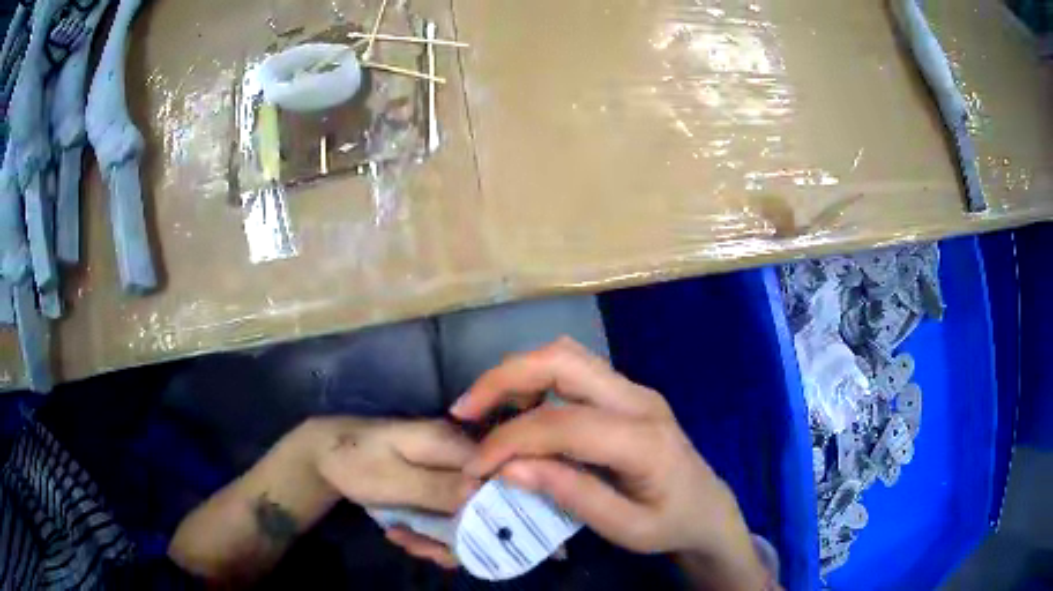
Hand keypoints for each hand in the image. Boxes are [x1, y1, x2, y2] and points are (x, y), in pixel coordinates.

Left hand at [305, 418, 480, 567]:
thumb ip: (437, 488)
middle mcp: (459, 457)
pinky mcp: (438, 486)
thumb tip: (484, 494)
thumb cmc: (354, 461)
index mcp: (451, 444)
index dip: (493, 511)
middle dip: (461, 534)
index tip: (468, 541)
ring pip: (467, 513)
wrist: (325, 453)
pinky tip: (405, 536)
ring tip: (408, 543)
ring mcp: (449, 473)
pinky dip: (432, 533)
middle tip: (426, 549)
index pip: (496, 476)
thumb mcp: (391, 479)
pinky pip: (449, 515)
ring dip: (443, 539)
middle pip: (484, 501)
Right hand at [451, 338, 769, 589]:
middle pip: (563, 360)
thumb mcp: (626, 529)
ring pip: (566, 355)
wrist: (709, 507)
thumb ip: (572, 495)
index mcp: (644, 440)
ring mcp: (635, 390)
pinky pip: (574, 370)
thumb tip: (509, 468)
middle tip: (465, 409)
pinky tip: (517, 409)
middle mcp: (639, 400)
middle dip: (504, 378)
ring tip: (483, 408)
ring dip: (517, 373)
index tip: (475, 467)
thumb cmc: (671, 523)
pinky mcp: (627, 393)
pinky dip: (535, 380)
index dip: (510, 440)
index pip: (563, 423)